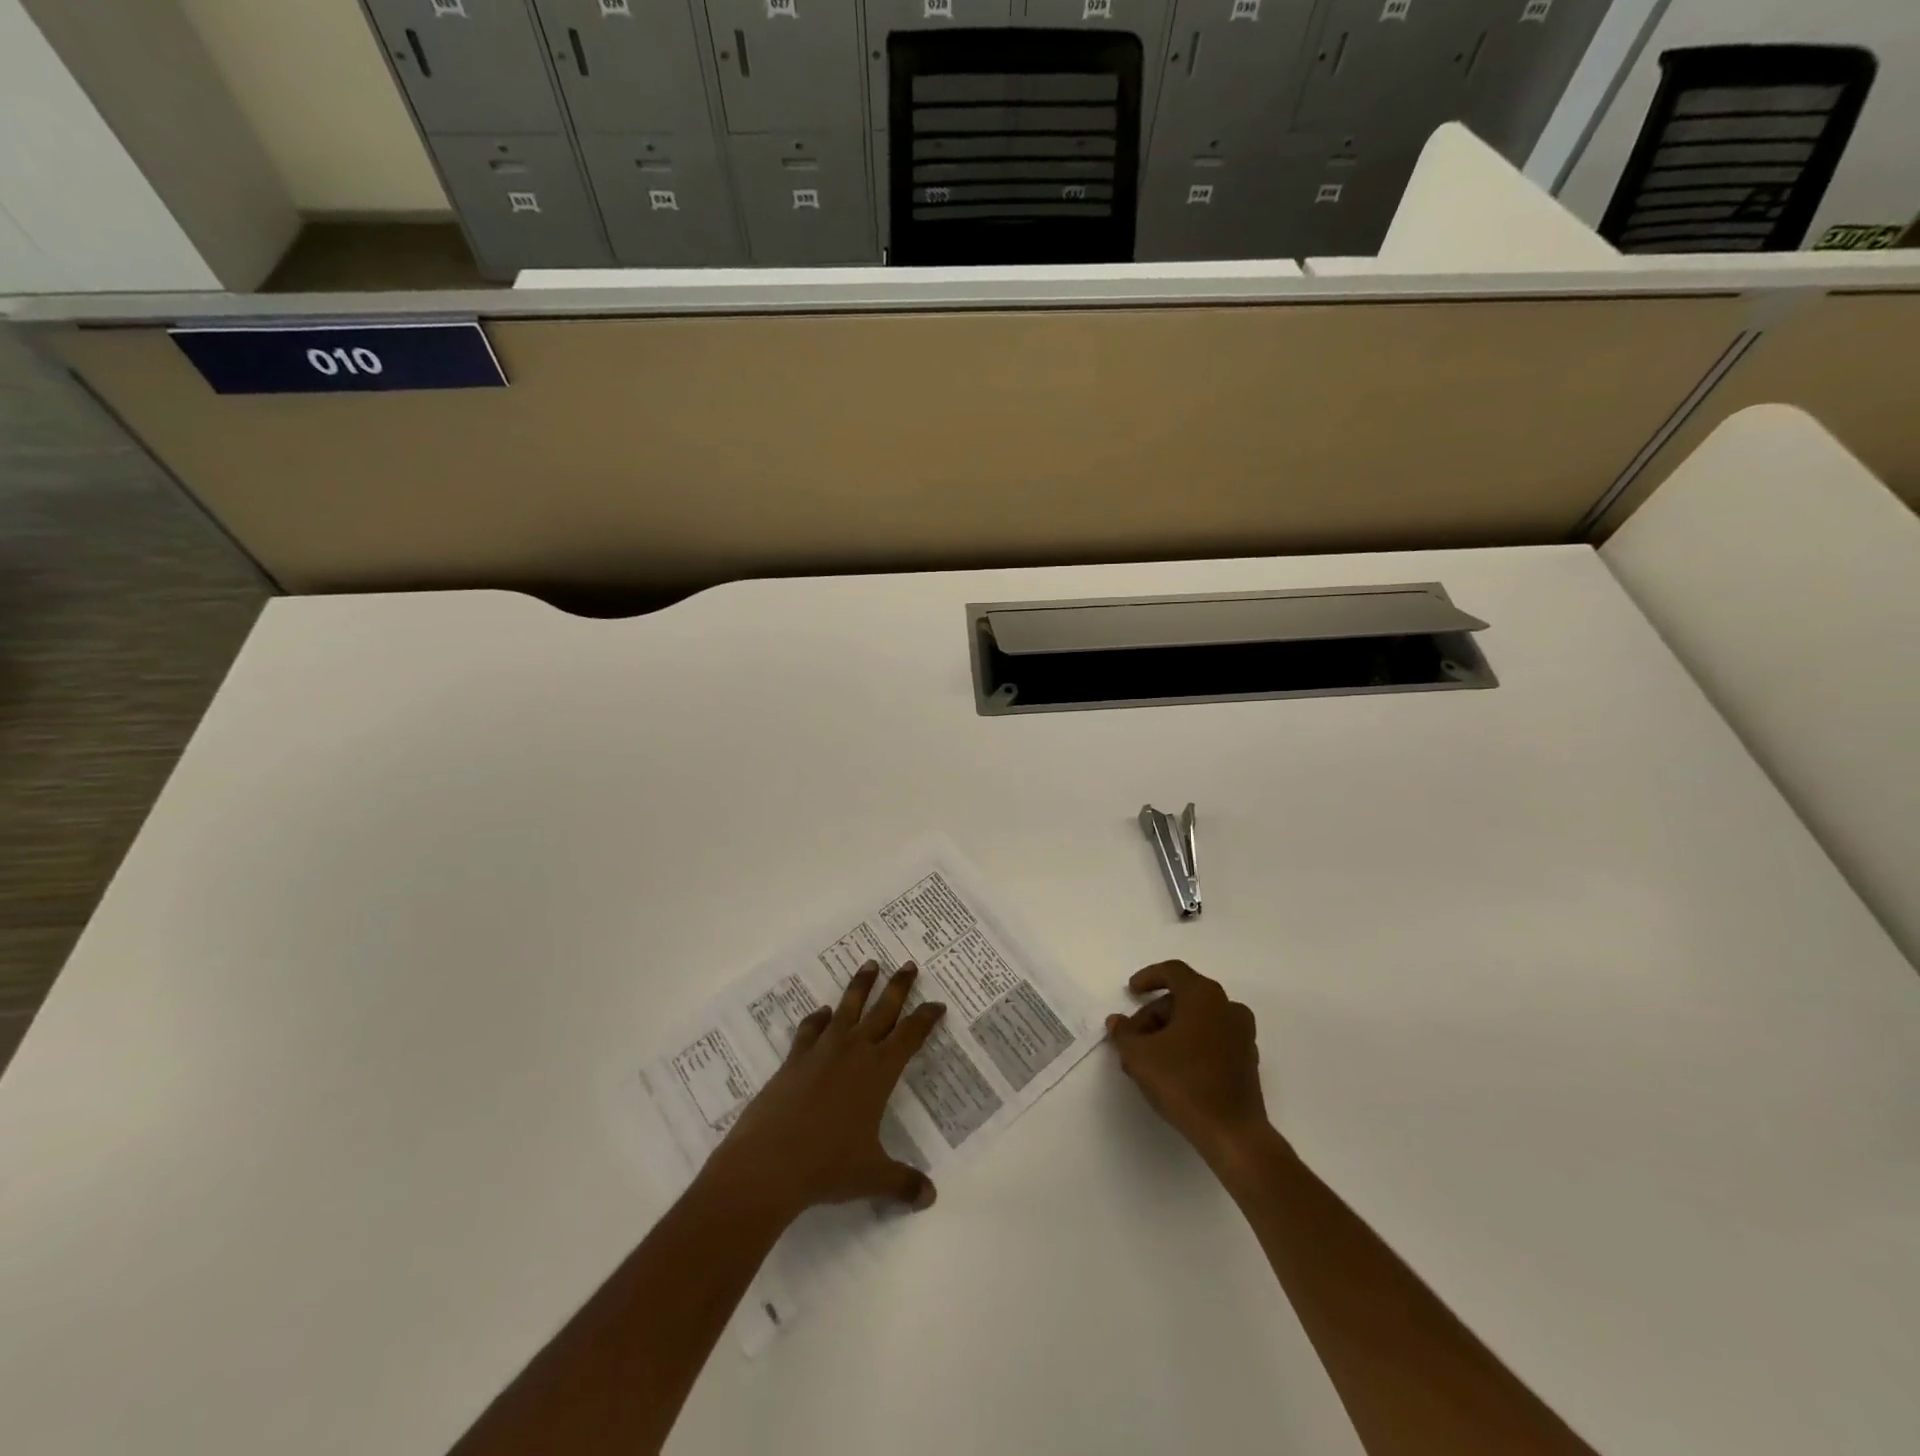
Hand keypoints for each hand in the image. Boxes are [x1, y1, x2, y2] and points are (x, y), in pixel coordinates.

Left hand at [703, 962, 945, 1225]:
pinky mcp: (793, 1060)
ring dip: (860, 986)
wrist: (769, 1164)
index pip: (910, 1036)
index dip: (926, 1018)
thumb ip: (902, 1183)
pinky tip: (822, 1013)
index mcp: (879, 1072)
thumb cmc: (827, 1167)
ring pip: (847, 1008)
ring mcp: (821, 1051)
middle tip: (908, 964)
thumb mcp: (872, 1177)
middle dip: (898, 986)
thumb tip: (930, 1196)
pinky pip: (811, 1029)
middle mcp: (853, 1052)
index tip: (937, 1004)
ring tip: (869, 964)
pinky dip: (818, 1018)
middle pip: (882, 1010)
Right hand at [1106, 961, 1271, 1172]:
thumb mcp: (1139, 1056)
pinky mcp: (1247, 1059)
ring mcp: (1242, 1034)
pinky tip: (1173, 1069)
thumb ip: (1124, 1034)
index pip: (1173, 972)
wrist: (1233, 1133)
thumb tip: (1117, 1022)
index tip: (1131, 992)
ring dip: (1171, 1030)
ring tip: (1149, 1057)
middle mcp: (1227, 1007)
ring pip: (1198, 1019)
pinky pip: (1213, 1038)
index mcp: (1203, 996)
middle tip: (1134, 1037)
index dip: (1148, 977)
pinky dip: (1191, 1043)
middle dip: (1155, 1013)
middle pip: (1184, 997)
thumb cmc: (1183, 1082)